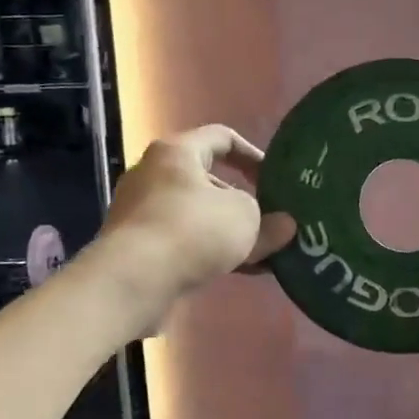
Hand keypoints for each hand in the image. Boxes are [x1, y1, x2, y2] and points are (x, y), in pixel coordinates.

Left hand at [99, 125, 295, 307]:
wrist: (133, 281)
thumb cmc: (192, 230)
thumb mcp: (245, 219)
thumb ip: (269, 220)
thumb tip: (285, 226)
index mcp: (176, 152)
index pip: (221, 138)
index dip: (253, 154)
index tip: (275, 179)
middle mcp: (154, 175)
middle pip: (208, 181)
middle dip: (243, 202)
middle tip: (271, 221)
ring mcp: (143, 213)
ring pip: (198, 216)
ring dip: (230, 232)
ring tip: (263, 252)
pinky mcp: (140, 248)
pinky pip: (186, 242)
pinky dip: (212, 252)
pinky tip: (242, 271)